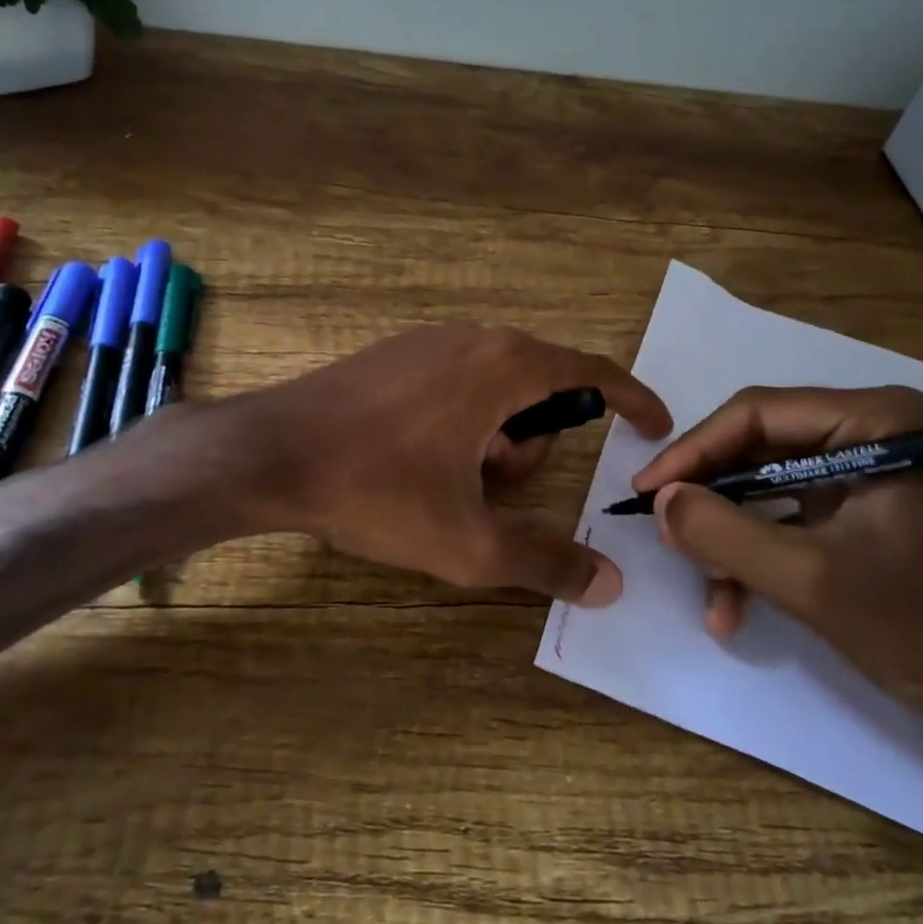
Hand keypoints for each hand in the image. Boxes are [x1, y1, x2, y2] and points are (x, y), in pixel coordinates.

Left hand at [230, 325, 671, 604]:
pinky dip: (460, 423)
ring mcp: (429, 341)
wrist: (269, 453)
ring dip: (492, 441)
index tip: (654, 425)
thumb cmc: (376, 489)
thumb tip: (609, 585)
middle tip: (492, 491)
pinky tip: (415, 460)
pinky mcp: (394, 354)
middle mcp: (473, 338)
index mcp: (505, 366)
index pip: (592, 372)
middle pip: (541, 389)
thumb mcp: (467, 542)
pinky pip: (456, 383)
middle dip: (533, 446)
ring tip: (447, 483)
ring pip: (495, 389)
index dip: (632, 399)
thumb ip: (545, 562)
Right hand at [632, 386, 922, 718]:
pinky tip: (731, 607)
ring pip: (761, 485)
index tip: (646, 492)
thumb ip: (722, 532)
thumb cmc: (916, 627)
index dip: (693, 452)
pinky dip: (754, 555)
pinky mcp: (855, 504)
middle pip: (755, 447)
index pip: (758, 414)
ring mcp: (863, 467)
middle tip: (666, 533)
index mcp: (878, 420)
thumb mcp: (805, 578)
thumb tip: (661, 500)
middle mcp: (871, 428)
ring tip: (706, 586)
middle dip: (710, 499)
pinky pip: (783, 514)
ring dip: (728, 537)